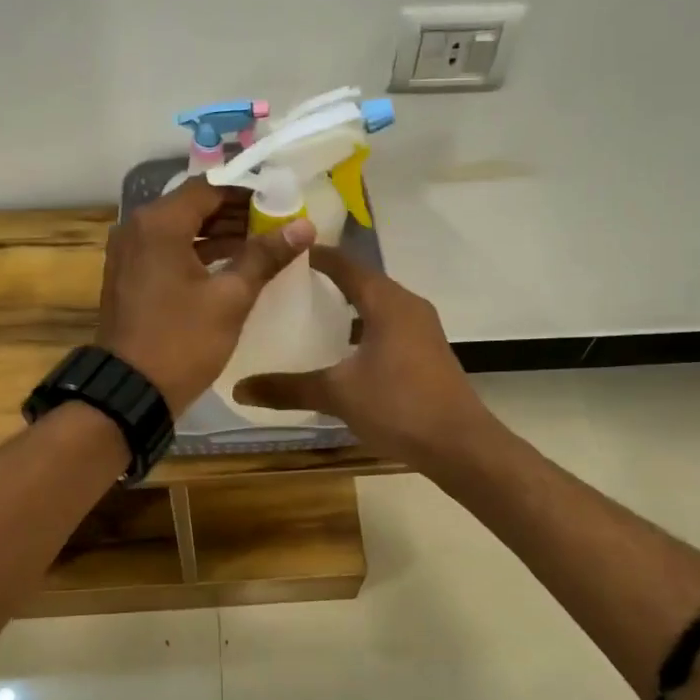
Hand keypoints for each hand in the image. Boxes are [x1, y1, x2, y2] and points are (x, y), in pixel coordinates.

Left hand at [97, 178, 315, 413]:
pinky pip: (168, 250)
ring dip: (219, 234)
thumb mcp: (230, 298)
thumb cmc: (182, 341)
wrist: (131, 391)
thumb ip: (265, 256)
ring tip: (262, 245)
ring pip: (181, 229)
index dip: (248, 191)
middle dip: (236, 213)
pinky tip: (231, 265)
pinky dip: (197, 252)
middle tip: (277, 224)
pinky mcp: (129, 275)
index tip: (281, 202)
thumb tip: (304, 225)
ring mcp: (129, 252)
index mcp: (159, 223)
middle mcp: (137, 227)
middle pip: (194, 206)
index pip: (210, 188)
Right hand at [233, 247, 493, 467]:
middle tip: (285, 287)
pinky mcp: (426, 350)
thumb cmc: (398, 406)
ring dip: (345, 307)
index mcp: (386, 302)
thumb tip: (239, 388)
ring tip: (307, 316)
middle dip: (325, 281)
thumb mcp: (337, 394)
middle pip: (361, 281)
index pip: (344, 264)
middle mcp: (407, 305)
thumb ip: (288, 388)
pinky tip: (340, 351)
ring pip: (376, 305)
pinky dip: (361, 327)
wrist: (460, 445)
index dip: (313, 256)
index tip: (280, 255)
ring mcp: (421, 328)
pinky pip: (387, 325)